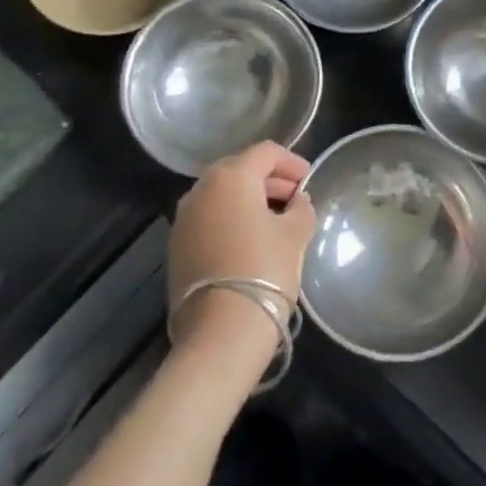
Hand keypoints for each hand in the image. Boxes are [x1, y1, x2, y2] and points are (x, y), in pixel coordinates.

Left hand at [167, 142, 315, 356]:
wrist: (220, 333)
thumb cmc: (265, 270)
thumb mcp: (295, 235)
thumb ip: (300, 208)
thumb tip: (296, 202)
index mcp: (231, 177)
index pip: (265, 152)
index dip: (291, 162)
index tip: (309, 180)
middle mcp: (201, 189)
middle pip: (239, 170)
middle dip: (269, 180)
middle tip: (294, 198)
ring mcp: (183, 220)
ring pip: (220, 195)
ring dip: (248, 200)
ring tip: (274, 220)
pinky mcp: (176, 248)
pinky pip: (208, 220)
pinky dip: (230, 220)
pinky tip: (249, 241)